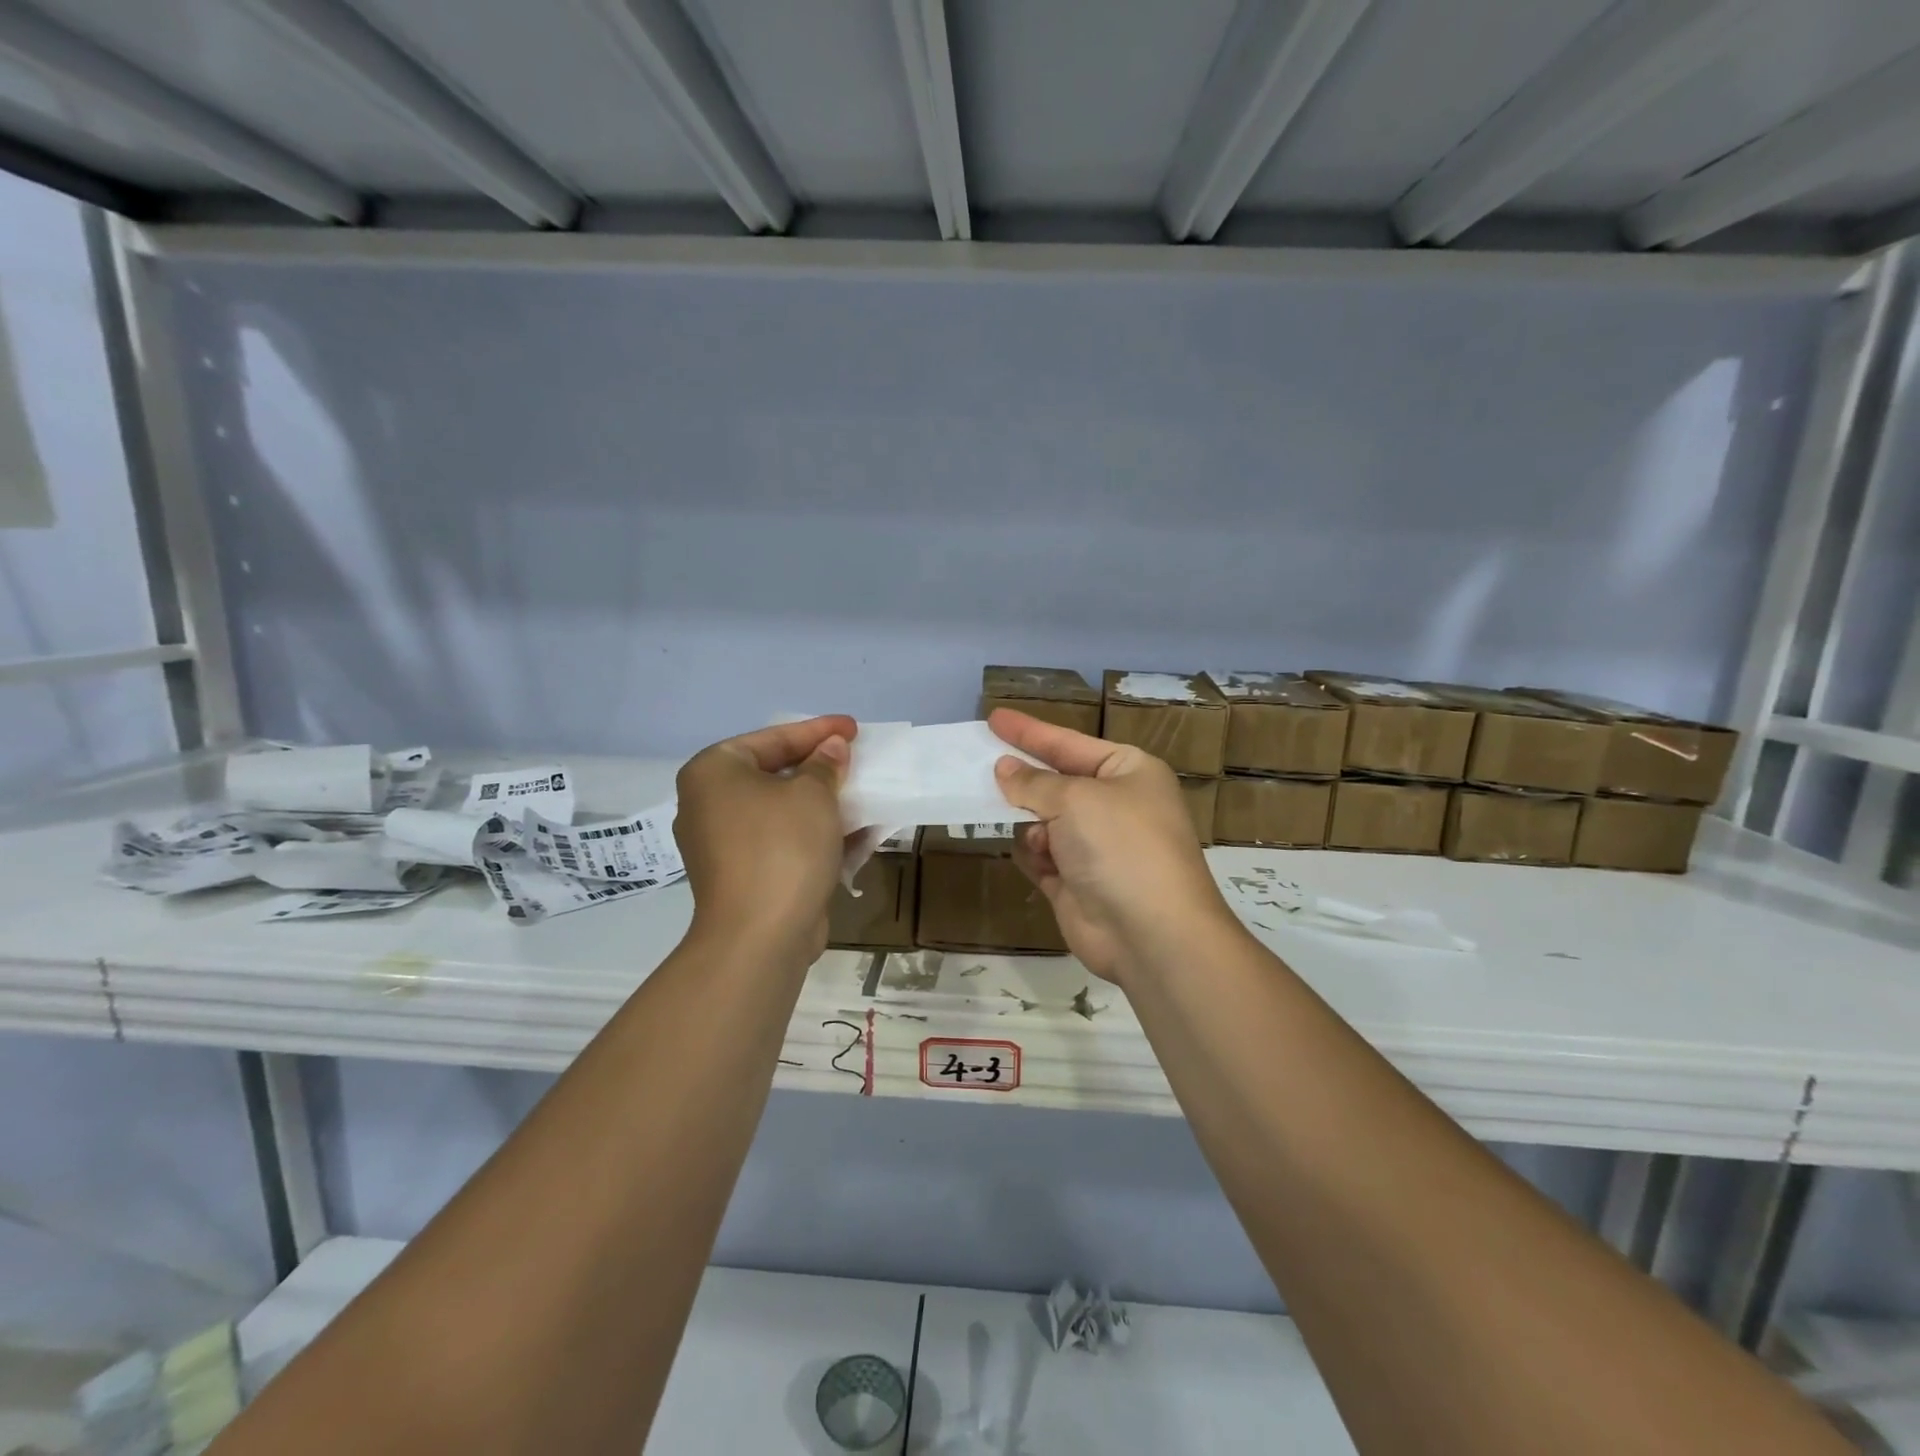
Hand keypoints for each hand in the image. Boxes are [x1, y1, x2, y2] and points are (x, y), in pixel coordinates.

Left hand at [674, 716, 855, 959]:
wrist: (760, 937)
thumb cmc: (782, 847)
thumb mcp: (813, 794)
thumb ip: (825, 765)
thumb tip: (831, 749)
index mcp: (713, 773)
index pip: (772, 738)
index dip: (817, 730)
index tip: (853, 728)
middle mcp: (710, 804)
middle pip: (775, 774)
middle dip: (821, 769)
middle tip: (856, 759)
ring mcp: (725, 845)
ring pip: (783, 812)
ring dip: (824, 804)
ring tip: (864, 794)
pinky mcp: (745, 876)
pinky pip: (785, 843)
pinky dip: (818, 836)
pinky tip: (859, 833)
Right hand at [990, 709, 1237, 982]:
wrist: (1151, 933)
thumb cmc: (1120, 846)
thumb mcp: (1075, 799)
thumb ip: (1033, 782)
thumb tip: (1004, 769)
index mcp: (1129, 772)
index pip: (1068, 743)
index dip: (1030, 731)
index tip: (994, 717)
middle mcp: (1115, 805)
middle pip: (1055, 783)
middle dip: (1025, 782)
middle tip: (981, 767)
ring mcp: (1096, 847)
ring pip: (1043, 821)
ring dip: (1033, 826)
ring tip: (1040, 837)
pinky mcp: (1077, 883)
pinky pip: (1041, 856)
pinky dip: (1036, 856)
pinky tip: (1044, 863)